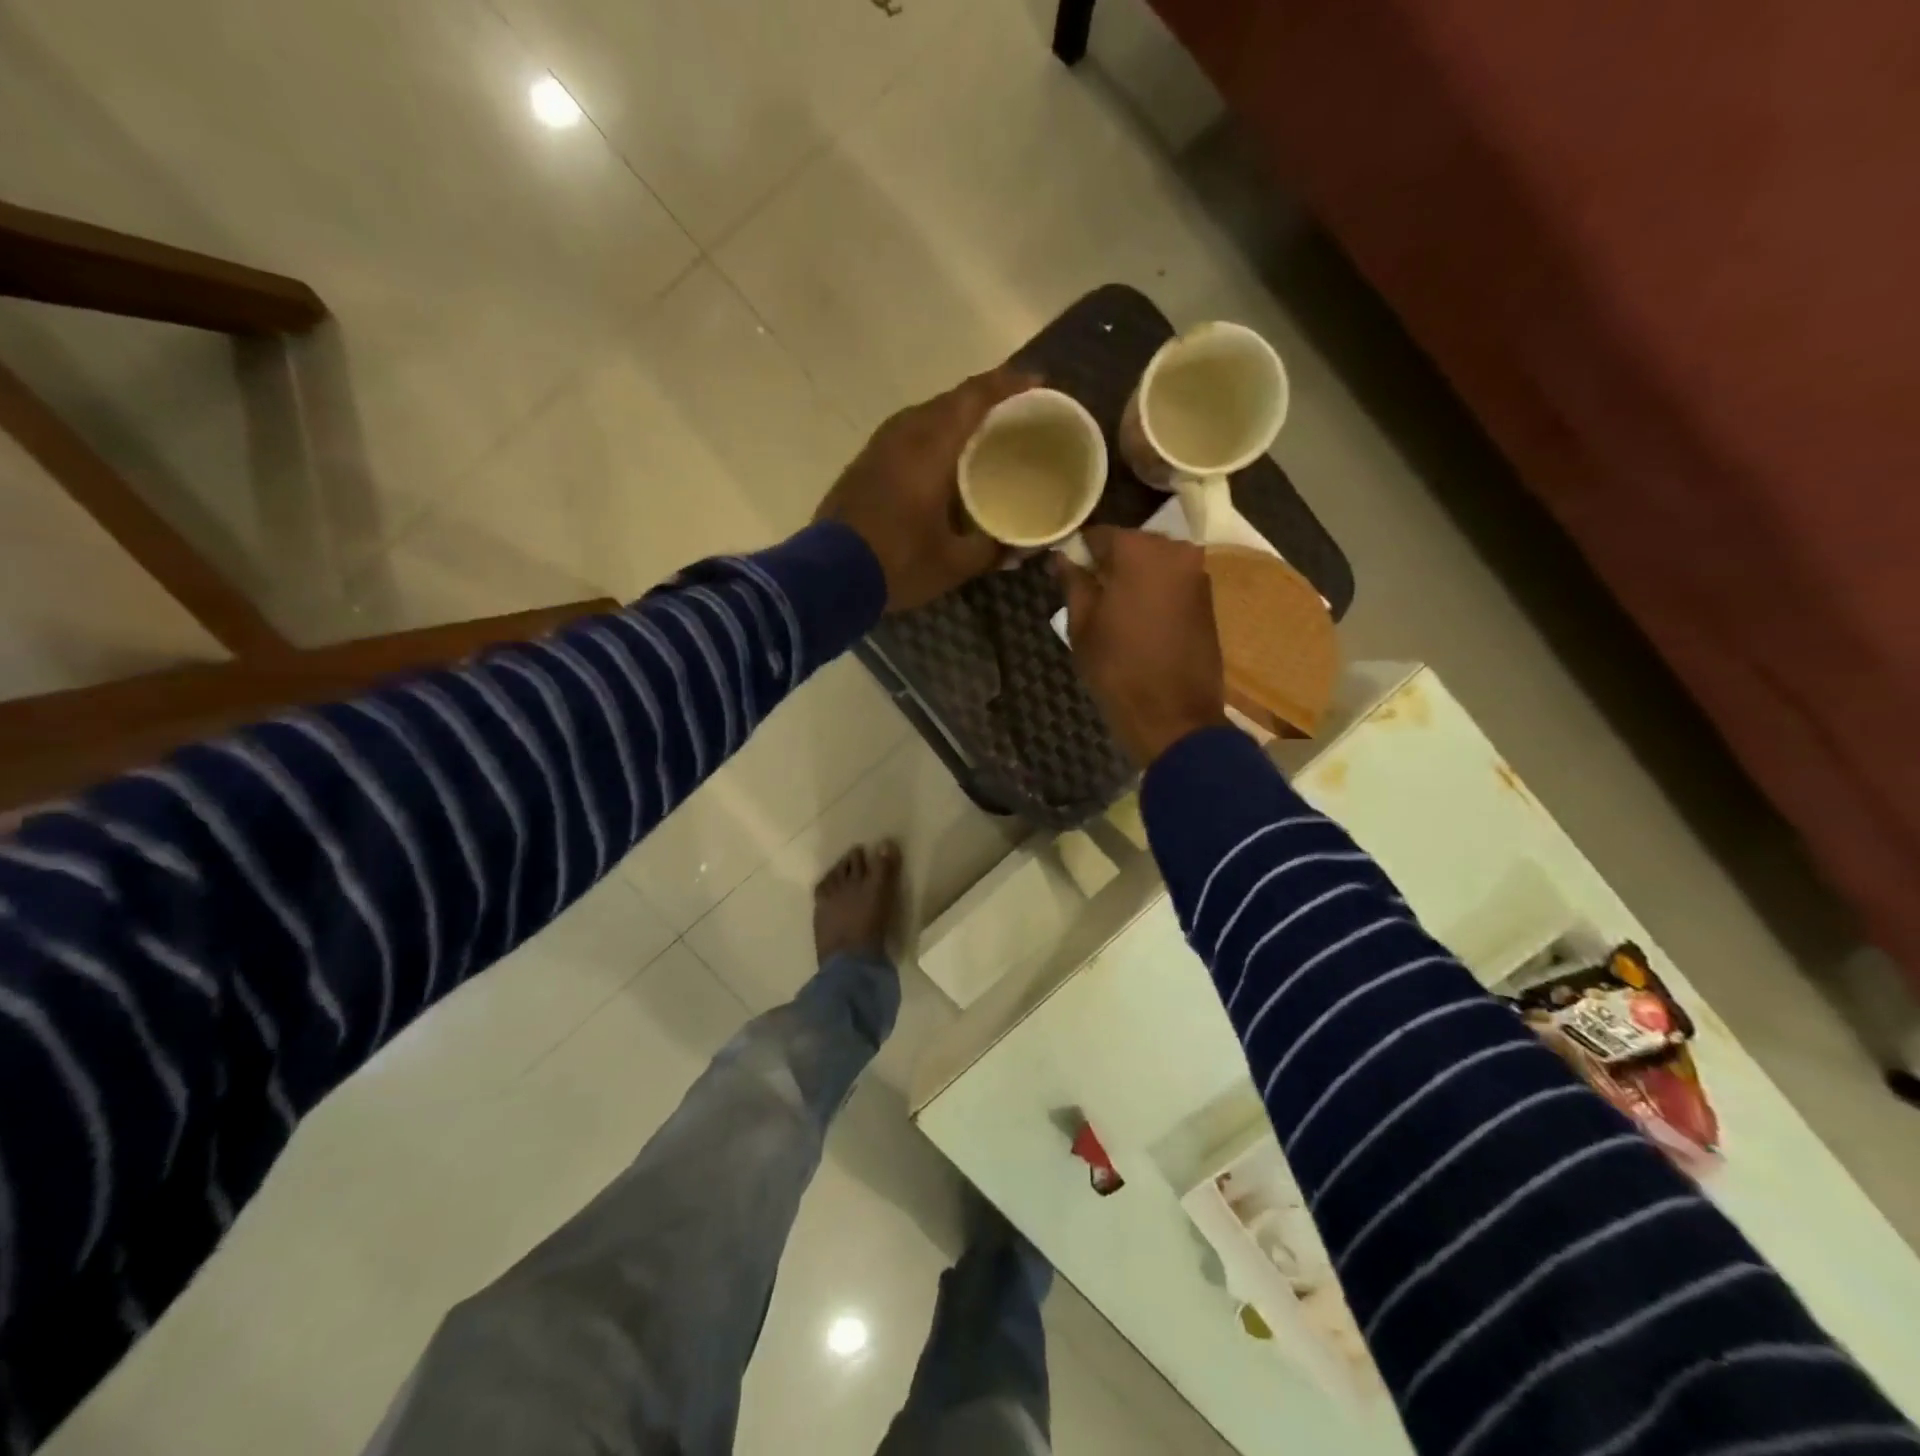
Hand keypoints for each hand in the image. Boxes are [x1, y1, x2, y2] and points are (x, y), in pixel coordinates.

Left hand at [815, 367, 1037, 612]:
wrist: (829, 577)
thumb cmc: (898, 563)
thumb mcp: (954, 563)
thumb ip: (992, 550)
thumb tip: (1023, 547)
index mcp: (930, 448)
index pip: (974, 398)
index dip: (1008, 385)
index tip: (1037, 381)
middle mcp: (904, 435)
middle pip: (950, 400)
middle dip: (986, 398)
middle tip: (1016, 410)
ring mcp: (879, 447)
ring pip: (925, 415)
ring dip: (956, 416)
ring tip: (984, 431)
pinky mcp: (864, 463)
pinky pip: (908, 433)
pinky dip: (933, 434)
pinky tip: (944, 457)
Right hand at [1054, 527, 1227, 767]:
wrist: (1174, 717)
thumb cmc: (1118, 669)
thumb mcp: (1082, 625)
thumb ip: (1074, 582)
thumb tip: (1063, 558)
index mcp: (1139, 550)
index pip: (1098, 535)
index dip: (1078, 552)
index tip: (1065, 573)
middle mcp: (1175, 551)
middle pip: (1131, 545)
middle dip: (1109, 564)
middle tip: (1088, 593)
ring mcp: (1197, 574)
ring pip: (1154, 564)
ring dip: (1133, 579)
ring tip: (1112, 610)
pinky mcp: (1208, 599)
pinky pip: (1172, 583)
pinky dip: (1154, 593)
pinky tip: (1139, 620)